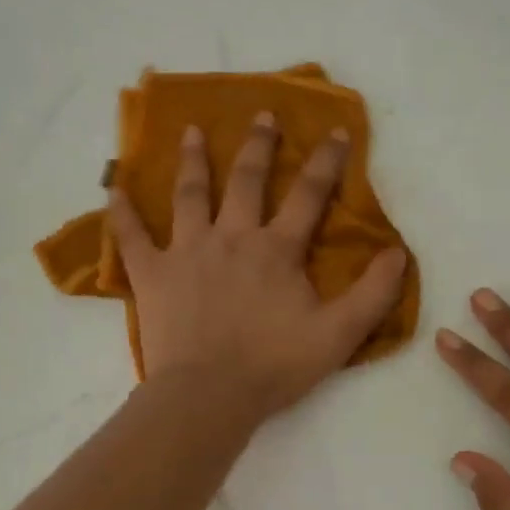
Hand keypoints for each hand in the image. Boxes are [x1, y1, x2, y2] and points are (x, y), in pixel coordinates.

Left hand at [108, 114, 407, 422]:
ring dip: (193, 160)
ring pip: (190, 194)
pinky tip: (112, 186)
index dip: (326, 161)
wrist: (209, 395)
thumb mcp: (339, 334)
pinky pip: (132, 236)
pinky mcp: (153, 274)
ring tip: (192, 131)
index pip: (308, 195)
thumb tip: (398, 252)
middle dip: (259, 145)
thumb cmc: (274, 366)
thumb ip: (373, 293)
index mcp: (277, 249)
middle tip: (263, 114)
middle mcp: (232, 237)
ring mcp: (188, 251)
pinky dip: (121, 210)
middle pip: (247, 180)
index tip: (337, 131)